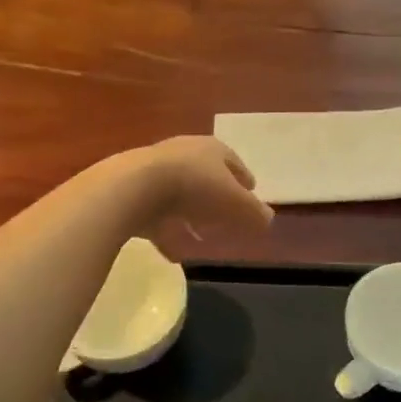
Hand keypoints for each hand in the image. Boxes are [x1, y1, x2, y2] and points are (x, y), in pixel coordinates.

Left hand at [118, 136, 273, 253]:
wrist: (134, 187)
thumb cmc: (195, 187)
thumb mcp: (235, 203)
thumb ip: (254, 212)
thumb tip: (268, 219)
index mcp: (211, 149)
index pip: (233, 161)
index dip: (244, 178)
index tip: (250, 192)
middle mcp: (183, 153)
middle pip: (205, 175)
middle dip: (215, 196)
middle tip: (226, 216)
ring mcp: (154, 170)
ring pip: (179, 194)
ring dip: (190, 214)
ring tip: (199, 236)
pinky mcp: (133, 190)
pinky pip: (156, 214)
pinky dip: (167, 231)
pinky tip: (174, 252)